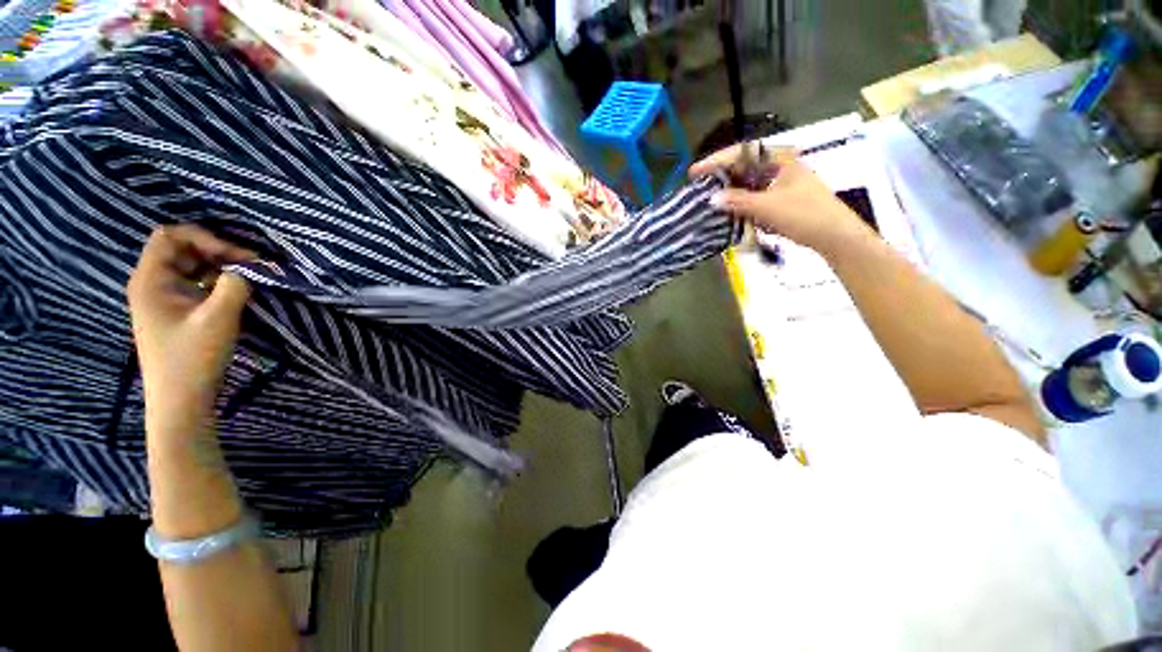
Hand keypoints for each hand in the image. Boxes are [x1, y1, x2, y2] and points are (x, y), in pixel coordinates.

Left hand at [128, 225, 254, 427]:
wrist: (181, 401)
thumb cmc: (193, 359)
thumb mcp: (218, 318)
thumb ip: (235, 285)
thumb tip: (252, 267)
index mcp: (150, 280)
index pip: (171, 236)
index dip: (205, 238)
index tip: (238, 257)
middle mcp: (152, 283)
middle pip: (182, 248)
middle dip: (218, 251)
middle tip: (252, 266)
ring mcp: (164, 298)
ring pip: (191, 266)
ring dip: (220, 266)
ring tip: (249, 277)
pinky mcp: (176, 311)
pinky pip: (196, 283)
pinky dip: (217, 281)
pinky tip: (236, 291)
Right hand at [690, 145, 868, 252]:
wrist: (835, 236)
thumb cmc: (805, 215)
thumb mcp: (768, 207)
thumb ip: (738, 201)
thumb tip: (712, 198)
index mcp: (780, 159)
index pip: (742, 153)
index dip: (715, 161)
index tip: (695, 172)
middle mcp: (779, 167)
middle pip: (743, 166)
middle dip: (720, 176)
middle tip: (699, 186)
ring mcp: (781, 183)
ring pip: (748, 182)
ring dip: (729, 191)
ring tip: (709, 199)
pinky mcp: (781, 199)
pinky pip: (754, 196)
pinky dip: (740, 203)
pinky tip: (728, 211)